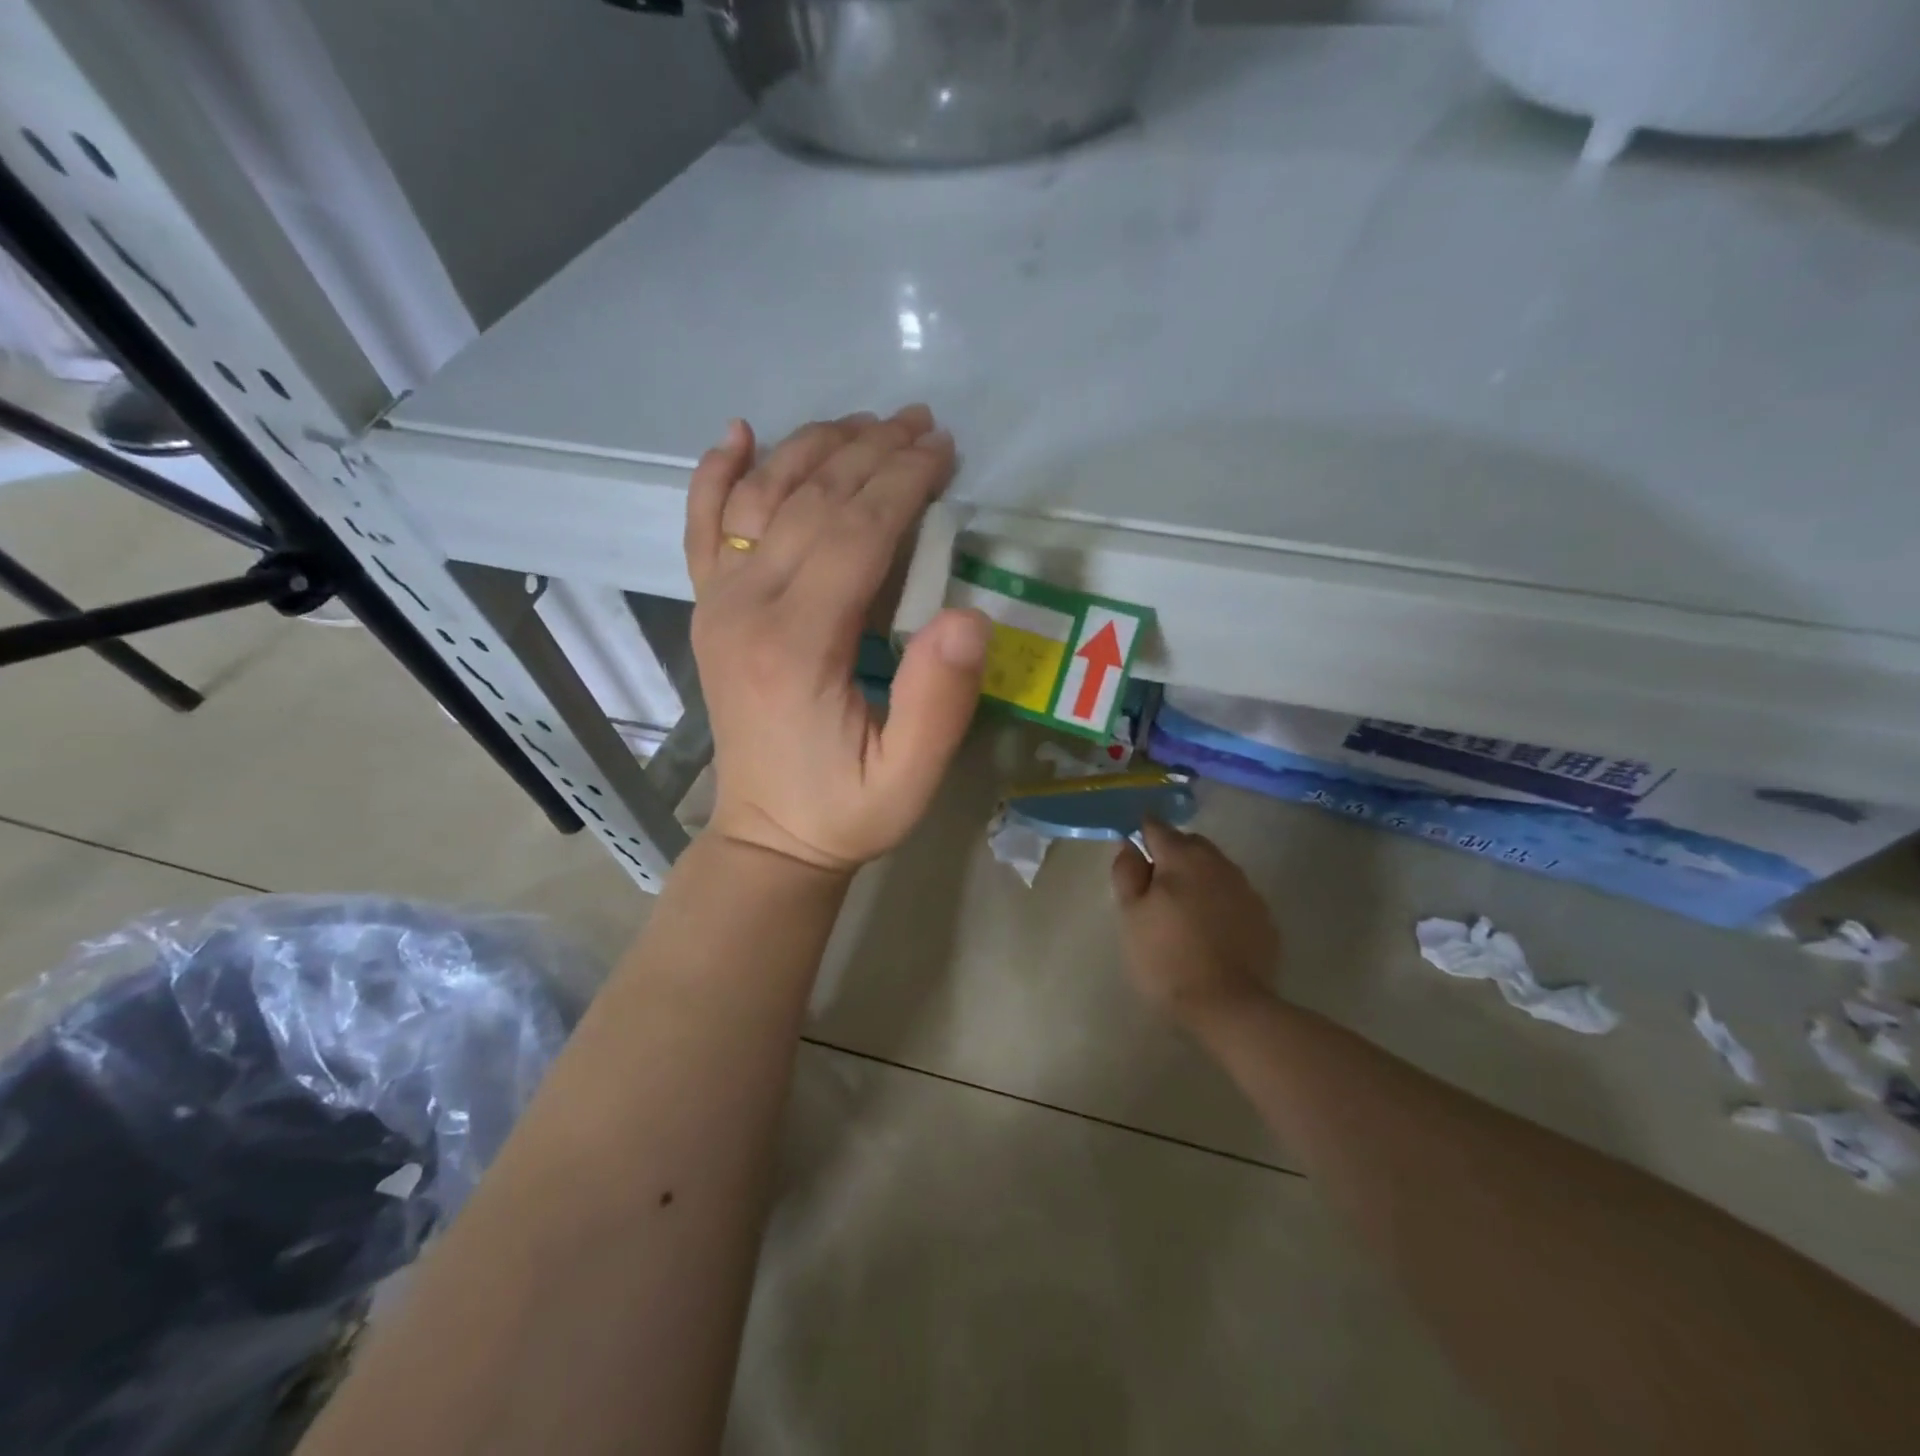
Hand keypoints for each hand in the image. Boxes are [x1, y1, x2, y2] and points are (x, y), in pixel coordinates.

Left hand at [684, 406, 989, 873]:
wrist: (767, 837)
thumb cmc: (845, 811)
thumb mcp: (909, 779)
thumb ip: (939, 703)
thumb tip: (969, 617)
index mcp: (797, 645)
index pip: (855, 533)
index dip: (903, 483)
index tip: (944, 451)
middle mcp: (745, 608)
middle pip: (811, 501)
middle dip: (872, 452)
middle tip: (922, 424)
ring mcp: (717, 604)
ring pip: (761, 497)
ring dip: (815, 447)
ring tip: (867, 422)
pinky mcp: (708, 610)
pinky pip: (702, 526)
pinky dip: (718, 474)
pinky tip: (739, 435)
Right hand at [1111, 821, 1279, 1019]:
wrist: (1229, 1006)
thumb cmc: (1167, 958)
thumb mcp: (1131, 916)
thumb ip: (1127, 873)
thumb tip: (1129, 846)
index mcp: (1182, 858)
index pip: (1157, 827)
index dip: (1141, 832)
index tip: (1132, 849)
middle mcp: (1218, 863)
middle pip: (1190, 843)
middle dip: (1171, 853)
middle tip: (1154, 883)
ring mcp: (1245, 888)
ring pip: (1214, 867)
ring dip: (1197, 875)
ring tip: (1182, 907)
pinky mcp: (1263, 915)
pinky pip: (1233, 893)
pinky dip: (1218, 899)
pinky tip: (1209, 927)